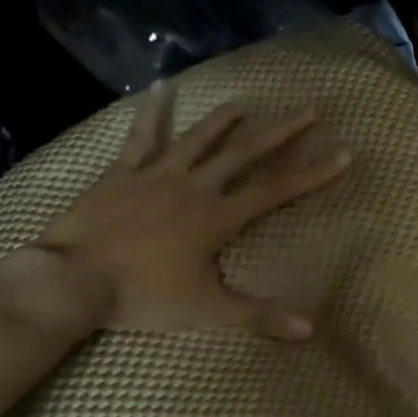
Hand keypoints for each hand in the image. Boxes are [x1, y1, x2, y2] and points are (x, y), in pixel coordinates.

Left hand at [32, 92, 350, 336]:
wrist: (73, 281)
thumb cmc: (143, 296)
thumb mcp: (208, 311)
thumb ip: (260, 316)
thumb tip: (311, 329)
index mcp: (219, 217)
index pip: (278, 190)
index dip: (314, 172)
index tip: (343, 152)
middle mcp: (196, 187)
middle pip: (246, 154)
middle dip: (281, 132)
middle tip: (309, 109)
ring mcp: (158, 175)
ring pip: (199, 139)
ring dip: (225, 120)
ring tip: (245, 103)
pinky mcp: (123, 173)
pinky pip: (142, 137)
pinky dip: (152, 112)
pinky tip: (159, 87)